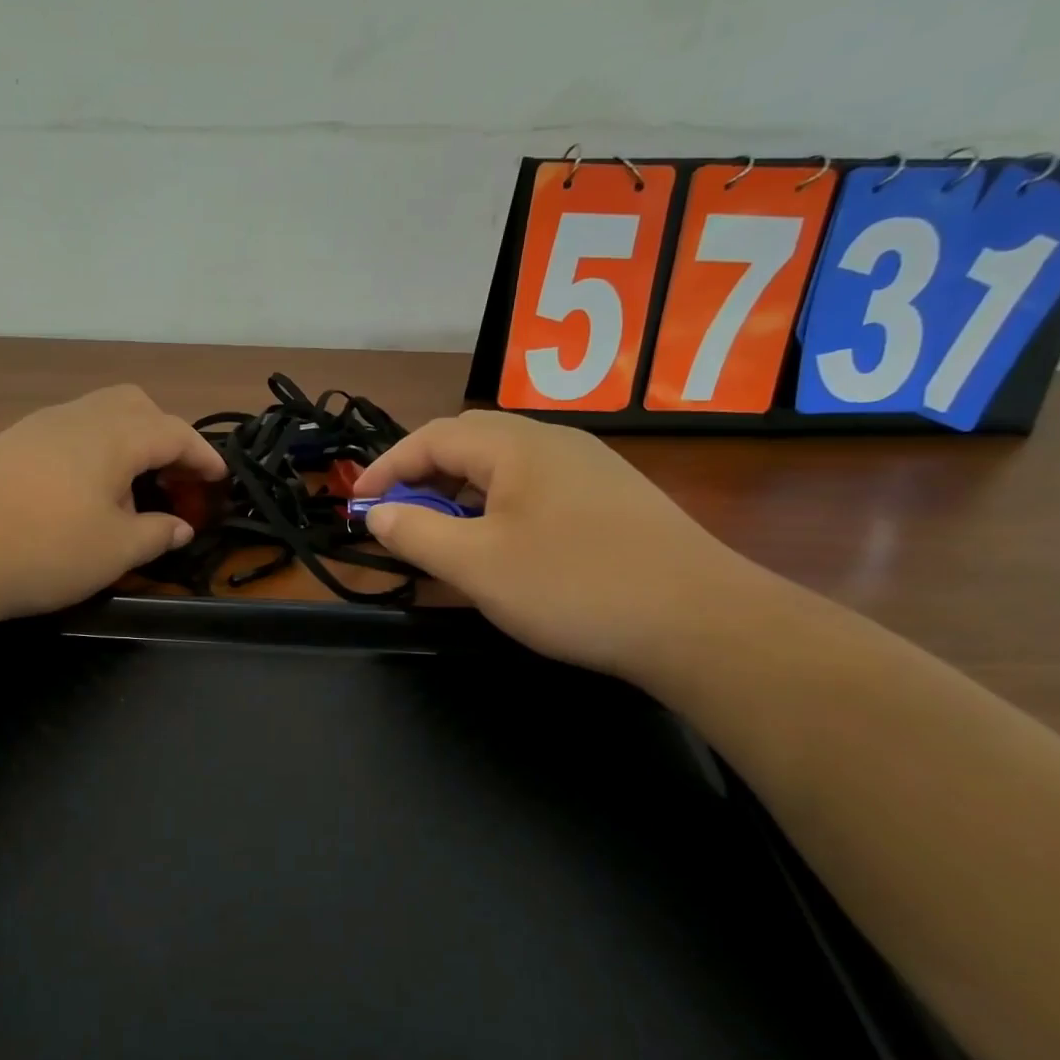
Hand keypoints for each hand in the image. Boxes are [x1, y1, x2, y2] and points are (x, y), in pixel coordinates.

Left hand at [0, 385, 226, 626]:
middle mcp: (78, 417)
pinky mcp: (10, 443)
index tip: (220, 482)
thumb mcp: (115, 551)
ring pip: (100, 415)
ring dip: (129, 444)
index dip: (204, 457)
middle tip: (174, 480)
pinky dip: (96, 452)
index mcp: (114, 436)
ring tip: (132, 491)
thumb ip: (157, 534)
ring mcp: (38, 426)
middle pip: (136, 406)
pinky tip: (85, 493)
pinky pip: (70, 432)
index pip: (175, 432)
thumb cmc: (43, 549)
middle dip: (166, 436)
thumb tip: (180, 526)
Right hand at [354, 411, 759, 678]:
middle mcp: (556, 442)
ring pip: (507, 466)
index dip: (387, 467)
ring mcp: (593, 469)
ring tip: (444, 532)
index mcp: (518, 445)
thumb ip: (417, 533)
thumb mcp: (477, 565)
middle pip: (471, 441)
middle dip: (423, 475)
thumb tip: (379, 512)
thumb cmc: (573, 586)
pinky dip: (500, 506)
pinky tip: (505, 545)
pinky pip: (538, 488)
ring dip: (462, 492)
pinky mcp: (616, 500)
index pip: (433, 436)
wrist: (701, 622)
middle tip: (397, 515)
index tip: (358, 503)